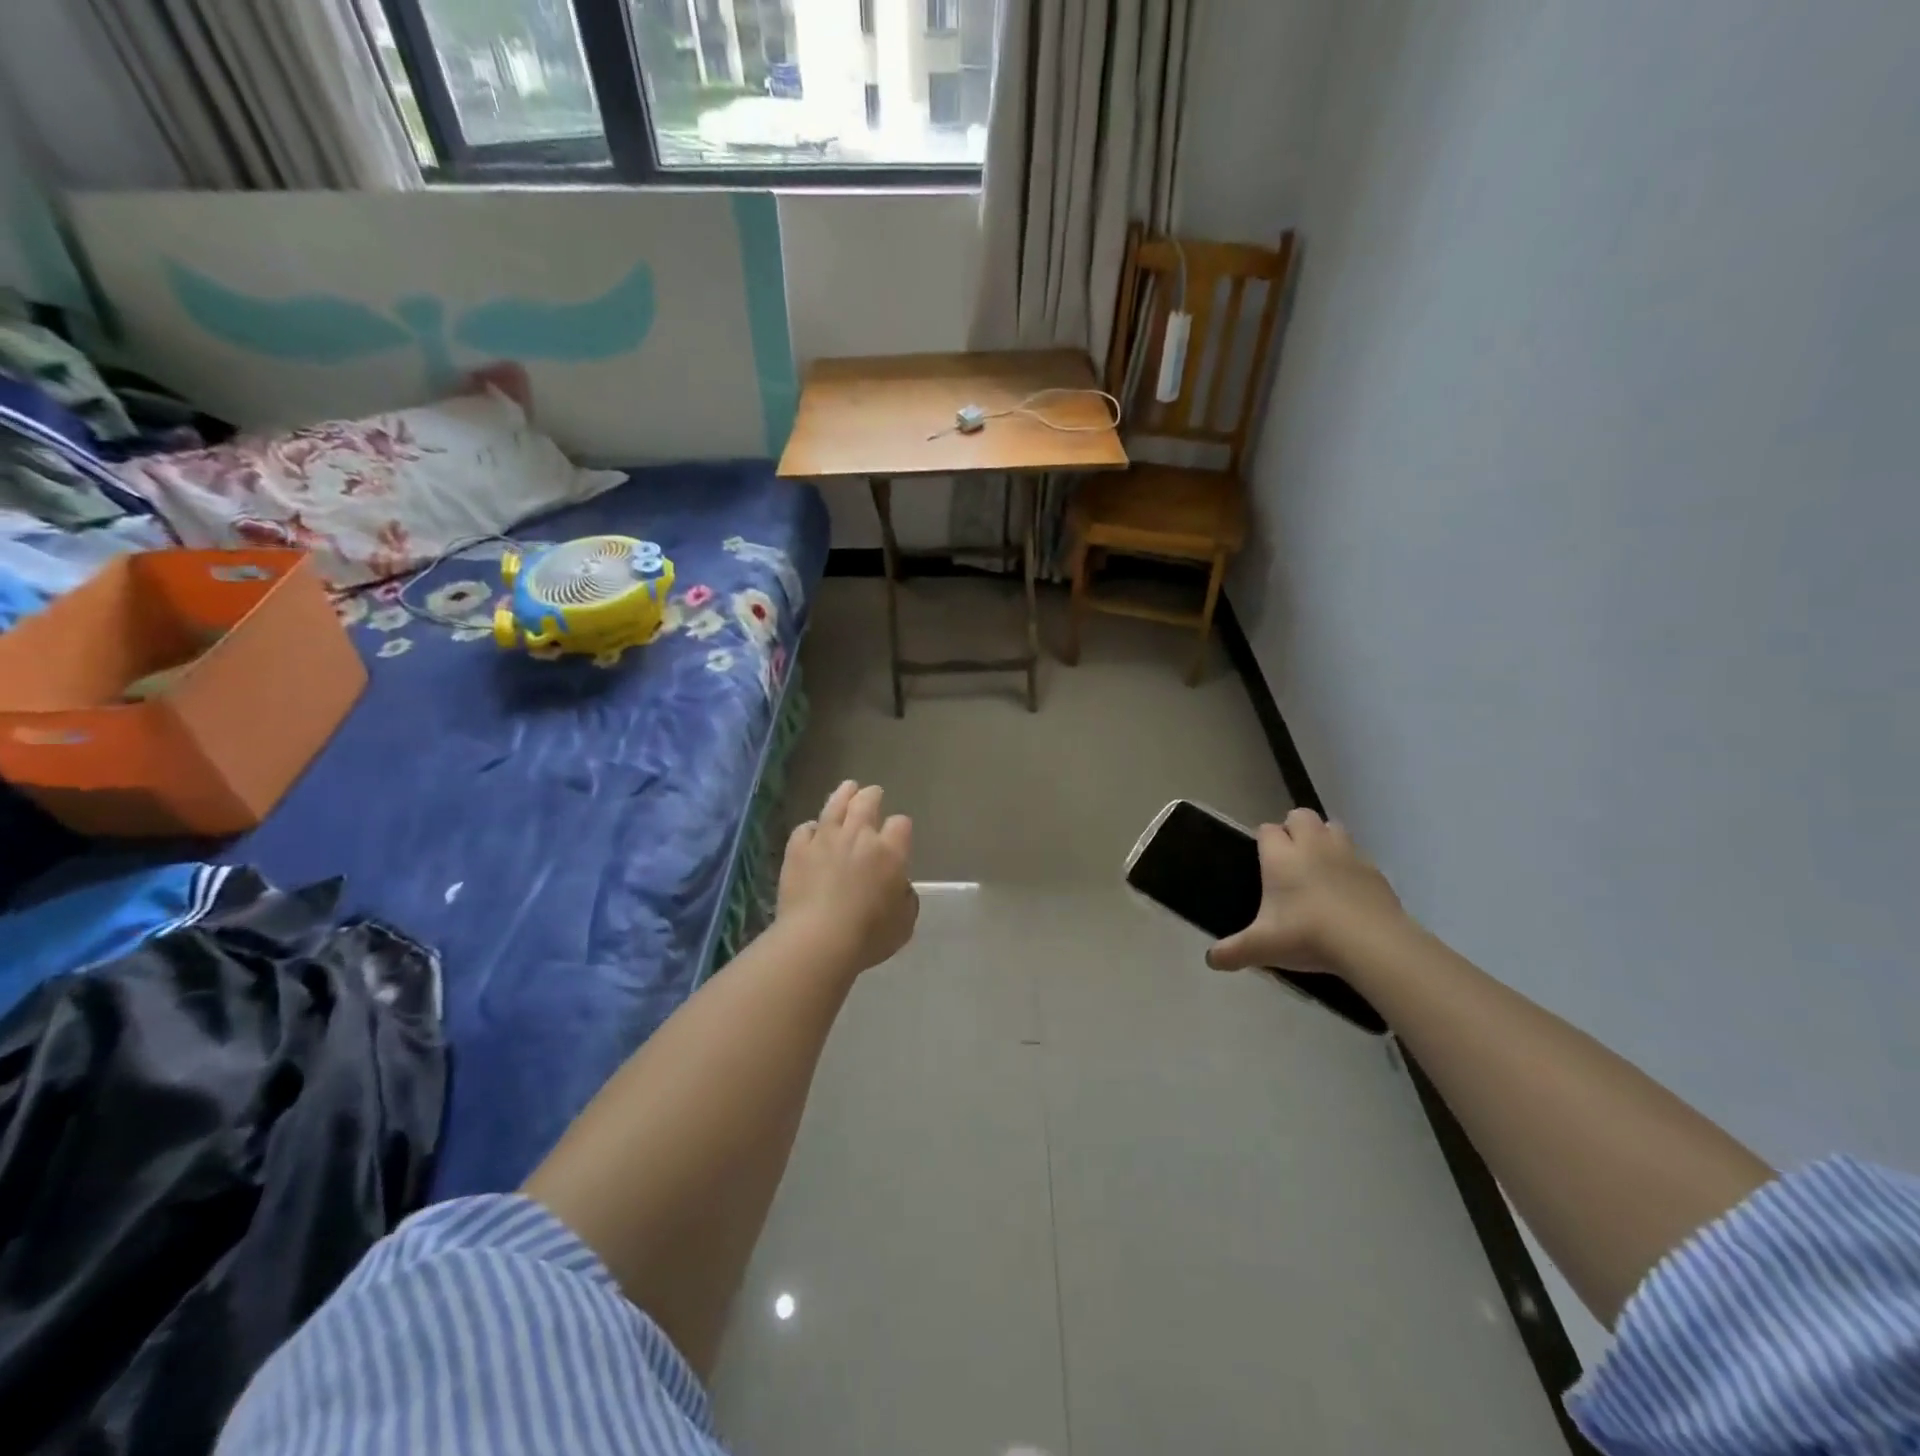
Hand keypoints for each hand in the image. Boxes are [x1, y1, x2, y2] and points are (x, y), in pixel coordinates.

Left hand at [778, 781, 918, 973]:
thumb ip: (905, 898)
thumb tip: (899, 887)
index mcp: (890, 852)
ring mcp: (825, 839)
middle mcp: (859, 836)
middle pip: (867, 802)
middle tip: (873, 794)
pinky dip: (811, 829)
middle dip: (872, 796)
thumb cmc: (868, 936)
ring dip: (843, 794)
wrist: (818, 940)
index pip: (900, 825)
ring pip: (835, 805)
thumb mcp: (904, 923)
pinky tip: (812, 831)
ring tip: (848, 788)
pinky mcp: (798, 850)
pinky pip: (805, 829)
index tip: (898, 835)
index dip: (900, 828)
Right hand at [1206, 809, 1406, 974]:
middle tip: (1290, 859)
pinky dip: (1350, 865)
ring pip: (1333, 827)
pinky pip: (1358, 855)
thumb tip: (1211, 960)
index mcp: (1281, 856)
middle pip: (1300, 815)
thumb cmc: (1307, 935)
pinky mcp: (1375, 870)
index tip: (1262, 861)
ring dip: (1324, 839)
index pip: (1266, 829)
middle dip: (1294, 829)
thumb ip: (1232, 952)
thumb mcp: (1263, 948)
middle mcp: (1312, 845)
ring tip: (1319, 868)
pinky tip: (1348, 891)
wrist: (1372, 944)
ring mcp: (1347, 854)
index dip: (1263, 841)